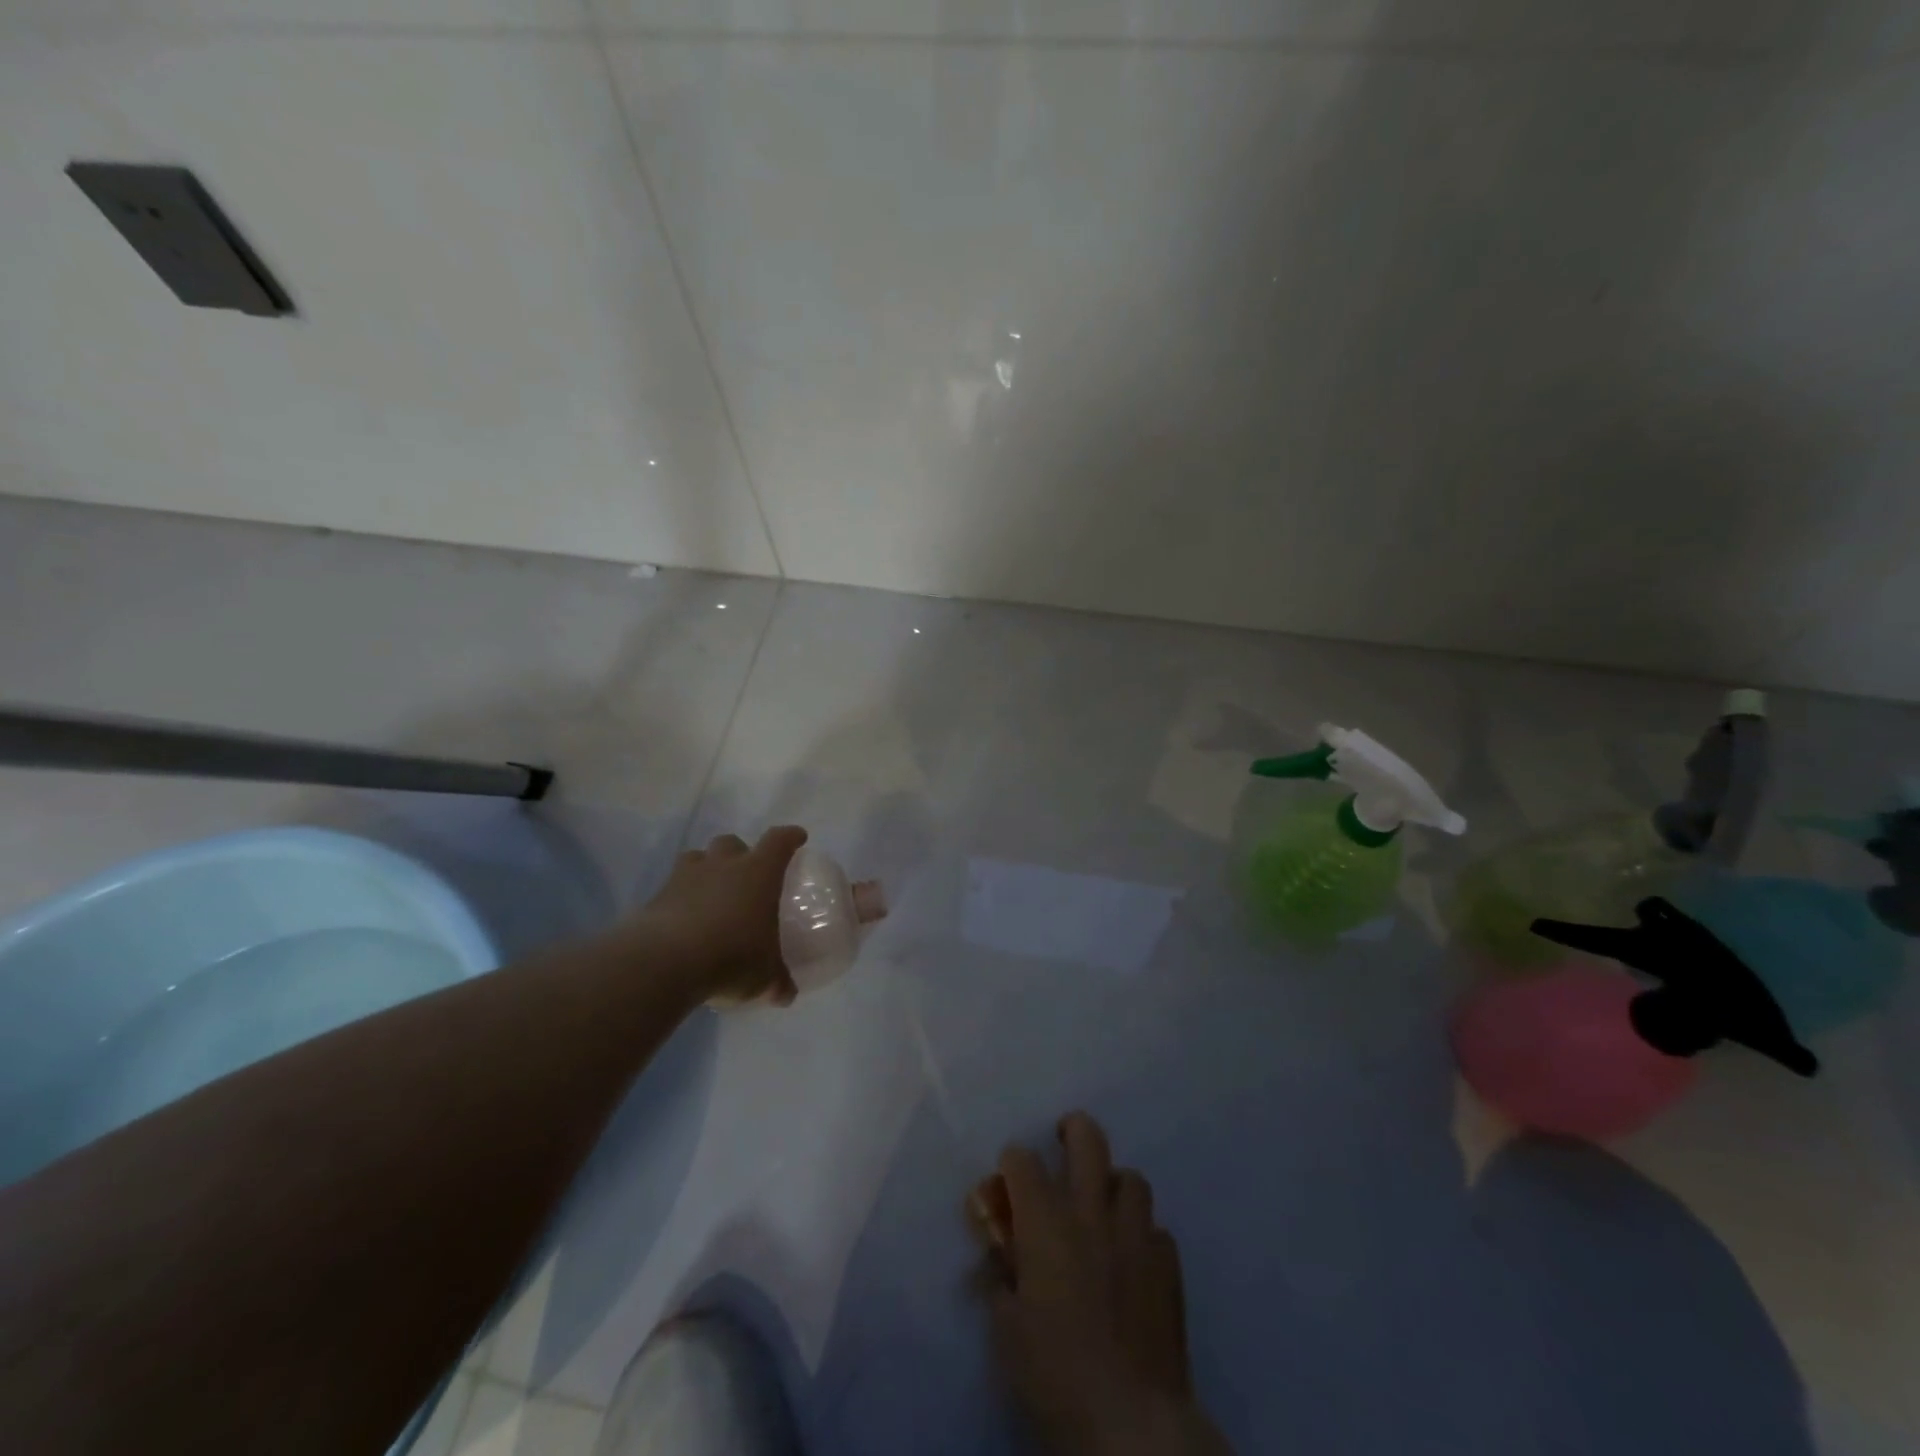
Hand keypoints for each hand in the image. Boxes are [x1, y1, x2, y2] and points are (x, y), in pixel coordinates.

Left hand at [635, 826, 806, 1007]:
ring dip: (706, 869)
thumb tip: (786, 995)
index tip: (797, 838)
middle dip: (740, 853)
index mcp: (759, 873)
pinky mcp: (657, 896)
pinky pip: (672, 886)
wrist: (665, 962)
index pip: (779, 842)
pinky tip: (684, 920)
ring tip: (710, 893)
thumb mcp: (765, 977)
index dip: (790, 837)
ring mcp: (686, 877)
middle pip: (732, 842)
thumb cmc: (732, 956)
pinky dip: (680, 897)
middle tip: (745, 875)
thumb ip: (778, 982)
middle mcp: (723, 865)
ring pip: (697, 857)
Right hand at [971, 1113, 1229, 1455]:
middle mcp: (1091, 1213)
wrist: (1130, 1421)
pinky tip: (1134, 1263)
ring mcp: (1136, 1236)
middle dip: (1073, 1130)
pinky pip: (1157, 1231)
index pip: (1022, 1160)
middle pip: (1088, 1139)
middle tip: (1064, 1142)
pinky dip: (1143, 1237)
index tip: (1007, 1181)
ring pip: (1131, 1179)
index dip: (1011, 1163)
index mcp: (1046, 1222)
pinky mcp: (1169, 1267)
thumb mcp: (1007, 1331)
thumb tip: (999, 1261)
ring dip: (1114, 1187)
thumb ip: (1000, 1281)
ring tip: (1104, 1210)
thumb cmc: (1054, 1374)